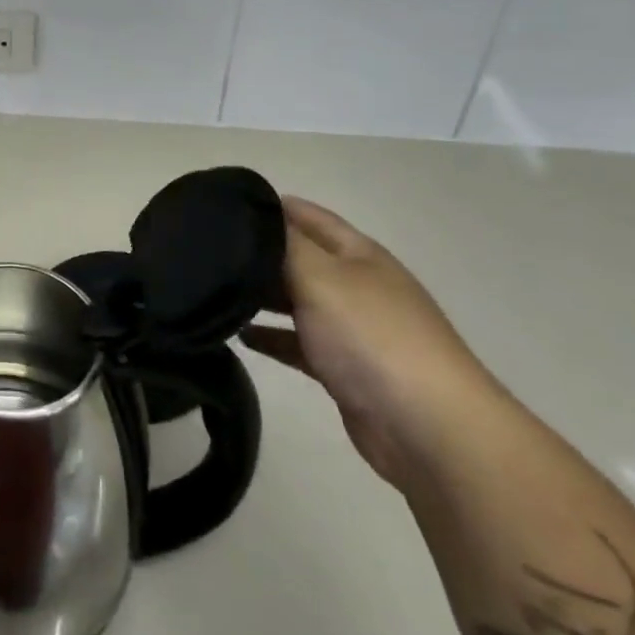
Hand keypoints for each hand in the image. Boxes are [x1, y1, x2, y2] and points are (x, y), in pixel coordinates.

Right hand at [240, 197, 501, 491]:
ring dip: (260, 295)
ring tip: (214, 291)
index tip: (219, 205)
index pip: (305, 215)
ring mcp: (352, 328)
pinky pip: (298, 343)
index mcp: (357, 253)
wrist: (428, 428)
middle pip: (298, 258)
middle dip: (257, 253)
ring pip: (296, 300)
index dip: (267, 206)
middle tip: (205, 250)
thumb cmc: (371, 336)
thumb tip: (252, 214)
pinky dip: (271, 336)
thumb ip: (282, 244)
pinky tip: (241, 337)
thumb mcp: (320, 276)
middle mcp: (355, 284)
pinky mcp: (343, 368)